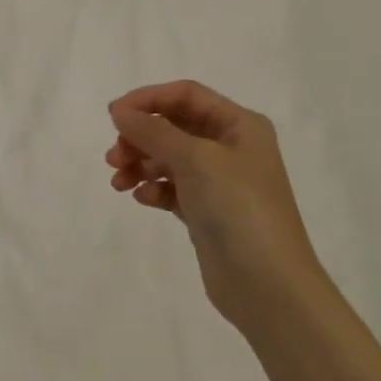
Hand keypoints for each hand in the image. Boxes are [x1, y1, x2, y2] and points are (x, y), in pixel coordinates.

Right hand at [107, 80, 323, 335]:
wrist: (267, 285)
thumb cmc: (238, 208)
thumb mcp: (196, 159)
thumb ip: (154, 131)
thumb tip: (120, 111)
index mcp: (240, 125)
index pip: (186, 95)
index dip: (148, 99)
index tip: (113, 117)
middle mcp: (232, 148)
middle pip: (174, 126)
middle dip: (141, 136)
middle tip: (114, 157)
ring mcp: (220, 182)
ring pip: (169, 159)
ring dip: (141, 163)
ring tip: (118, 181)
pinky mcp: (208, 213)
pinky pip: (173, 189)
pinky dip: (154, 189)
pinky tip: (142, 199)